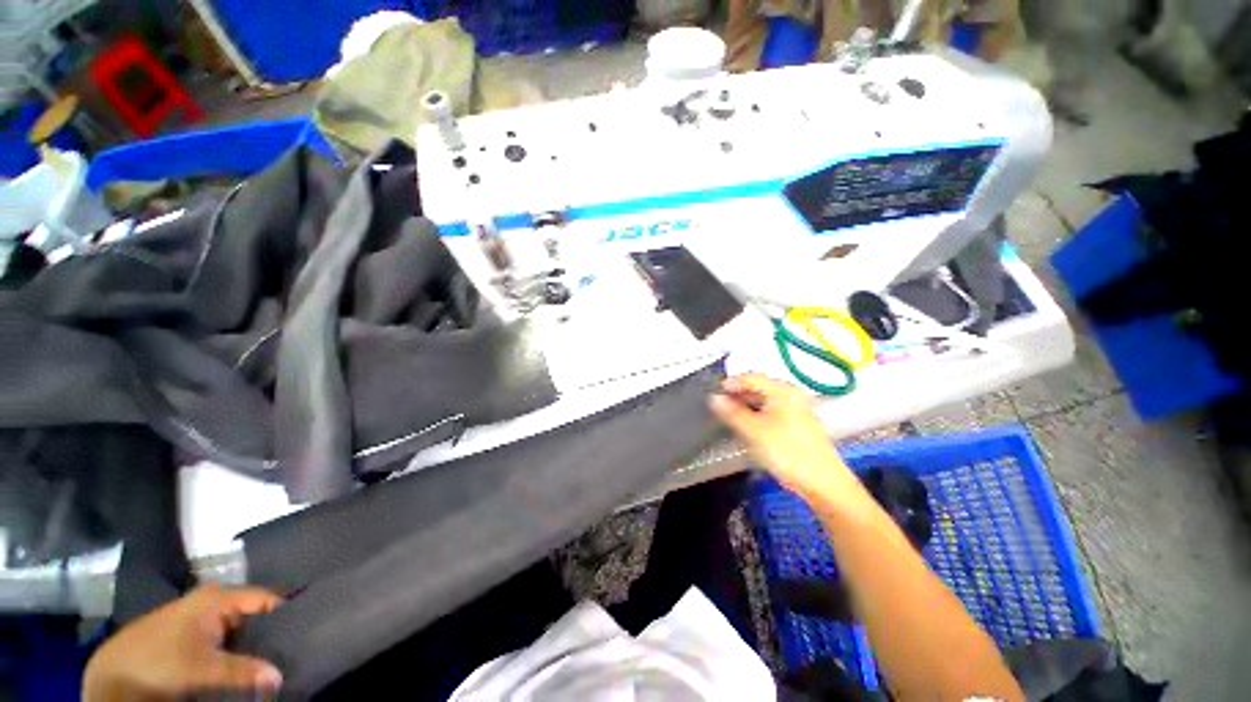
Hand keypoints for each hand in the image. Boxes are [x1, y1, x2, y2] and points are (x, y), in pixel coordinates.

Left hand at [84, 585, 283, 701]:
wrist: (114, 673)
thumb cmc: (161, 662)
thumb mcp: (203, 670)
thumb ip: (243, 671)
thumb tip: (280, 676)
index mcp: (219, 596)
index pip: (267, 598)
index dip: (287, 614)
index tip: (305, 631)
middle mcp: (213, 599)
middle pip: (254, 612)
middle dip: (270, 632)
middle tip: (290, 651)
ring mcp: (200, 615)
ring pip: (240, 626)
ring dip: (253, 643)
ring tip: (271, 659)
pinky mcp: (192, 631)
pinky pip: (226, 635)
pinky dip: (237, 648)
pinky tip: (243, 663)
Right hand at [710, 374, 856, 501]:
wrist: (824, 483)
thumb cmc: (788, 452)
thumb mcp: (754, 431)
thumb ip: (732, 413)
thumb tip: (715, 399)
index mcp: (783, 391)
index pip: (752, 377)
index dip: (732, 382)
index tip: (716, 391)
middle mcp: (793, 396)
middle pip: (760, 387)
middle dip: (739, 394)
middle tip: (722, 404)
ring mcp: (799, 410)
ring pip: (767, 401)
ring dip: (748, 405)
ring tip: (732, 415)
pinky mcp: (800, 425)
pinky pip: (774, 412)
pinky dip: (759, 414)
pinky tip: (750, 426)